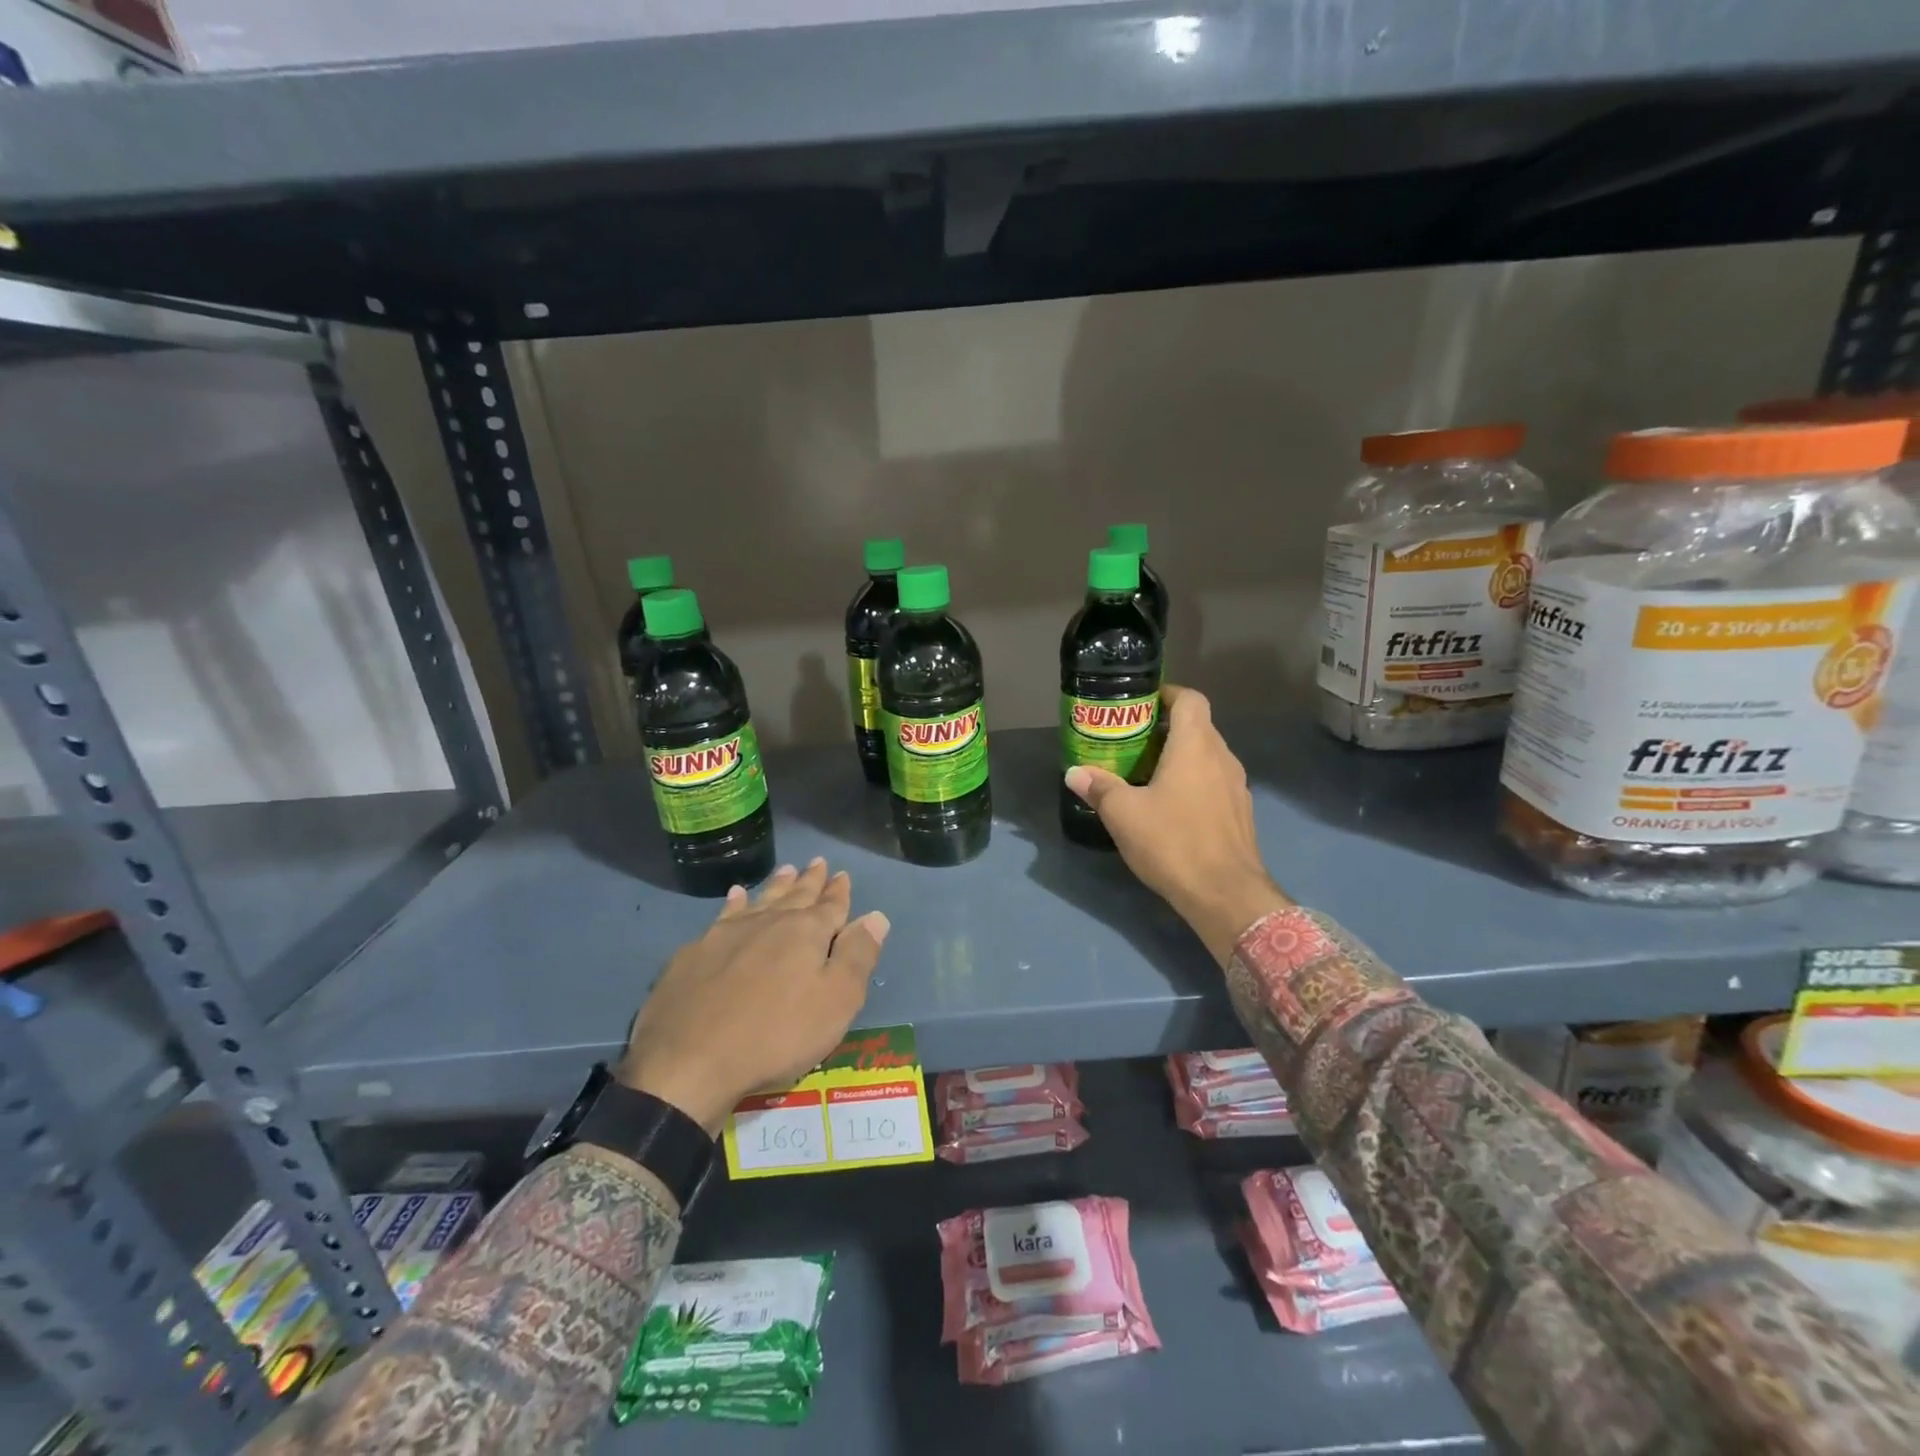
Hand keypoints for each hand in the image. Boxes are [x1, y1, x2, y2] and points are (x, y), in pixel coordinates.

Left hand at [616, 859, 890, 1133]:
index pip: (830, 905)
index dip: (839, 891)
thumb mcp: (836, 1002)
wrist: (689, 1061)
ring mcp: (727, 933)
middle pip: (795, 895)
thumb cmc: (776, 1035)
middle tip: (816, 862)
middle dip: (809, 880)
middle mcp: (769, 922)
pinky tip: (735, 896)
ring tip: (785, 870)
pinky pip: (723, 915)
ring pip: (759, 899)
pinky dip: (734, 902)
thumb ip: (857, 956)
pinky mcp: (695, 952)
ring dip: (775, 885)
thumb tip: (876, 916)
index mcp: (806, 933)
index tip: (842, 874)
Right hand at [1064, 684, 1288, 964]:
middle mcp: (1222, 758)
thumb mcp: (1124, 814)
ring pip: (1207, 756)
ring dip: (1181, 757)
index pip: (1190, 699)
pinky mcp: (1240, 814)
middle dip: (1166, 728)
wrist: (1226, 895)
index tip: (1142, 703)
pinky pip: (1215, 783)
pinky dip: (1194, 782)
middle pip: (1198, 726)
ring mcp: (1236, 787)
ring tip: (1147, 772)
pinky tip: (1171, 805)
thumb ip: (1099, 788)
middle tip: (1132, 740)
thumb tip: (1074, 773)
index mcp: (1196, 745)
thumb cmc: (1173, 842)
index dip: (1167, 694)